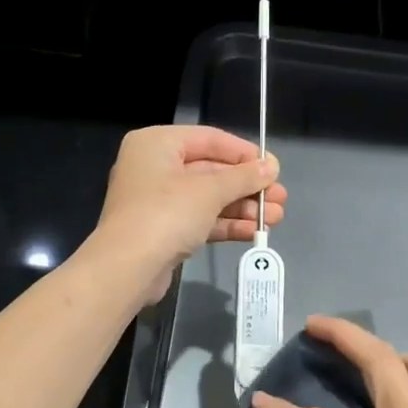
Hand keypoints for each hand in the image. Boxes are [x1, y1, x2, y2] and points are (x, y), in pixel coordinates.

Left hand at [92, 125, 286, 304]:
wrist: (127, 268)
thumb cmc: (166, 214)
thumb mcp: (209, 191)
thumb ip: (243, 177)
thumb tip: (271, 167)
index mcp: (157, 144)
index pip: (210, 139)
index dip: (245, 153)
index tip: (274, 168)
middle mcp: (155, 167)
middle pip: (211, 171)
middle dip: (248, 187)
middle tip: (280, 198)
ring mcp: (158, 201)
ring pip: (208, 199)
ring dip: (243, 207)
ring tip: (276, 218)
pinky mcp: (163, 231)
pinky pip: (200, 220)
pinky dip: (226, 224)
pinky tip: (255, 232)